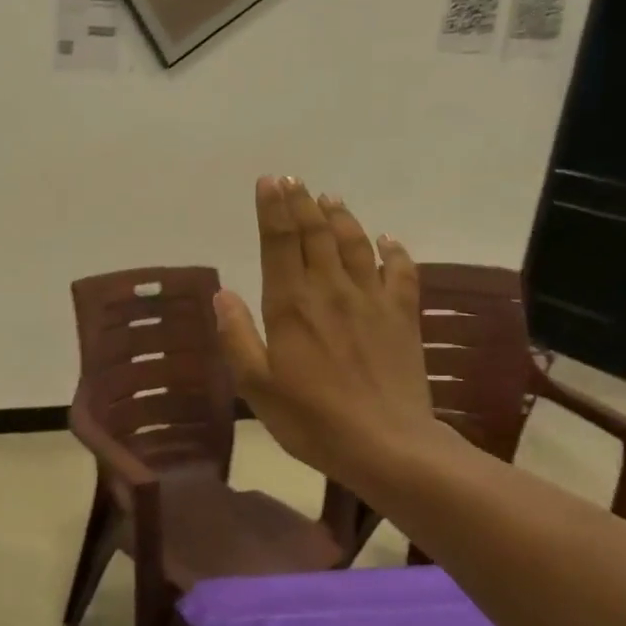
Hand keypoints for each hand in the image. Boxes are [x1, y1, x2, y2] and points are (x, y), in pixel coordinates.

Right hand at [215, 177, 449, 494]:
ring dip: (341, 218)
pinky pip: (401, 273)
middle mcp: (330, 291)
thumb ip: (237, 337)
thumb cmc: (310, 419)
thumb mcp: (257, 385)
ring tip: (330, 198)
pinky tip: (388, 240)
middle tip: (293, 180)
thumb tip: (223, 294)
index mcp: (291, 306)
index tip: (269, 182)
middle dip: (302, 203)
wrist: (387, 445)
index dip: (273, 210)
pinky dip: (394, 251)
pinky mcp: (402, 317)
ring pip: (354, 245)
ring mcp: (371, 301)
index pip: (279, 244)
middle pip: (315, 234)